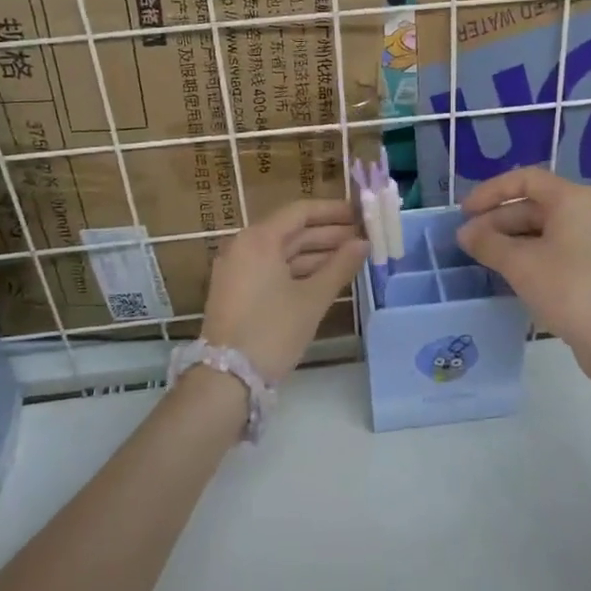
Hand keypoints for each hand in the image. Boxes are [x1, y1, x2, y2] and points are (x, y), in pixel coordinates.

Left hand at [201, 199, 367, 384]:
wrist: (227, 378)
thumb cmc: (273, 331)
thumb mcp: (312, 299)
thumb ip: (340, 266)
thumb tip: (363, 243)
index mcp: (259, 239)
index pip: (301, 212)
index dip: (333, 211)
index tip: (361, 214)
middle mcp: (244, 246)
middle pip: (292, 231)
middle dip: (329, 234)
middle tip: (364, 237)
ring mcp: (237, 269)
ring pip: (283, 252)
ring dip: (317, 253)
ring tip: (352, 257)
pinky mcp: (237, 290)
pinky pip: (272, 269)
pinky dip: (299, 270)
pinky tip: (327, 276)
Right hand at [457, 168, 590, 361]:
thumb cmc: (569, 290)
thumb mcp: (520, 264)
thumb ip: (488, 243)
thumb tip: (464, 233)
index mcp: (572, 199)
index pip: (524, 180)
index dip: (490, 192)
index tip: (464, 212)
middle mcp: (585, 212)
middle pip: (532, 204)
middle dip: (496, 220)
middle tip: (467, 241)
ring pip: (541, 229)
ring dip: (509, 240)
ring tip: (480, 258)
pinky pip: (552, 249)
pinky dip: (527, 255)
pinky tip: (506, 272)